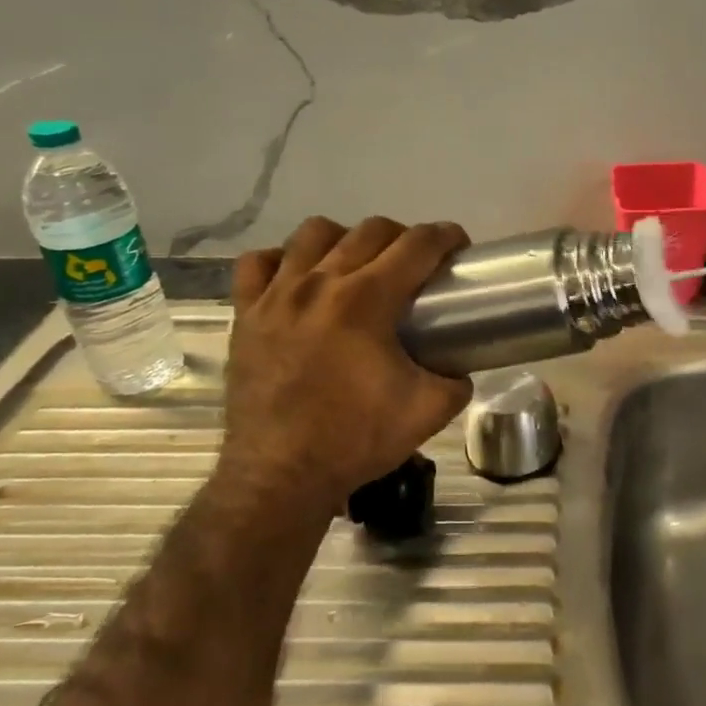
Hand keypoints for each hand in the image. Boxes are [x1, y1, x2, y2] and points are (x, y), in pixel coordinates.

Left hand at [217, 216, 472, 505]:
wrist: (280, 475)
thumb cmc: (356, 439)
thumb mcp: (429, 411)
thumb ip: (457, 381)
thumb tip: (460, 367)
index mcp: (367, 300)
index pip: (416, 245)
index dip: (445, 236)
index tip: (458, 244)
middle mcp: (320, 283)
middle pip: (370, 230)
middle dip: (403, 236)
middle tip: (416, 262)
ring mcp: (277, 295)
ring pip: (313, 233)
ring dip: (345, 238)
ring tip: (356, 264)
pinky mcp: (246, 314)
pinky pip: (258, 263)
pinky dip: (283, 260)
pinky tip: (297, 278)